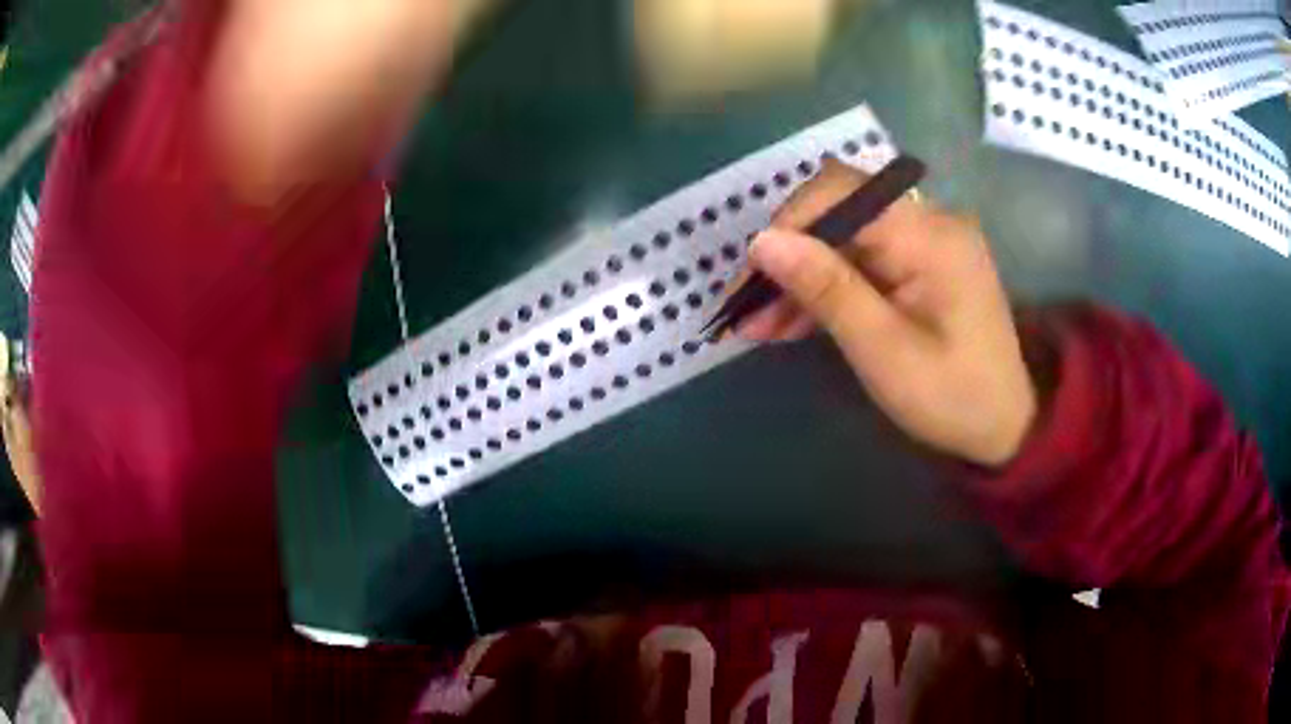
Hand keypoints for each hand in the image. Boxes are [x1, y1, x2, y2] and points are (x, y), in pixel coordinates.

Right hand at [738, 159, 1036, 466]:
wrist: (1005, 424)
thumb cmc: (952, 398)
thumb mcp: (884, 352)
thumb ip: (827, 290)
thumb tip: (762, 242)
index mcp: (930, 236)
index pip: (842, 193)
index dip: (787, 226)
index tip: (749, 281)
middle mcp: (930, 220)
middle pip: (839, 210)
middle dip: (788, 255)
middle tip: (747, 311)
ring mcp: (926, 239)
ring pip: (844, 236)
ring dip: (800, 274)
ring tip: (759, 325)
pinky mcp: (921, 260)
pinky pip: (862, 257)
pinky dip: (827, 284)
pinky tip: (793, 319)